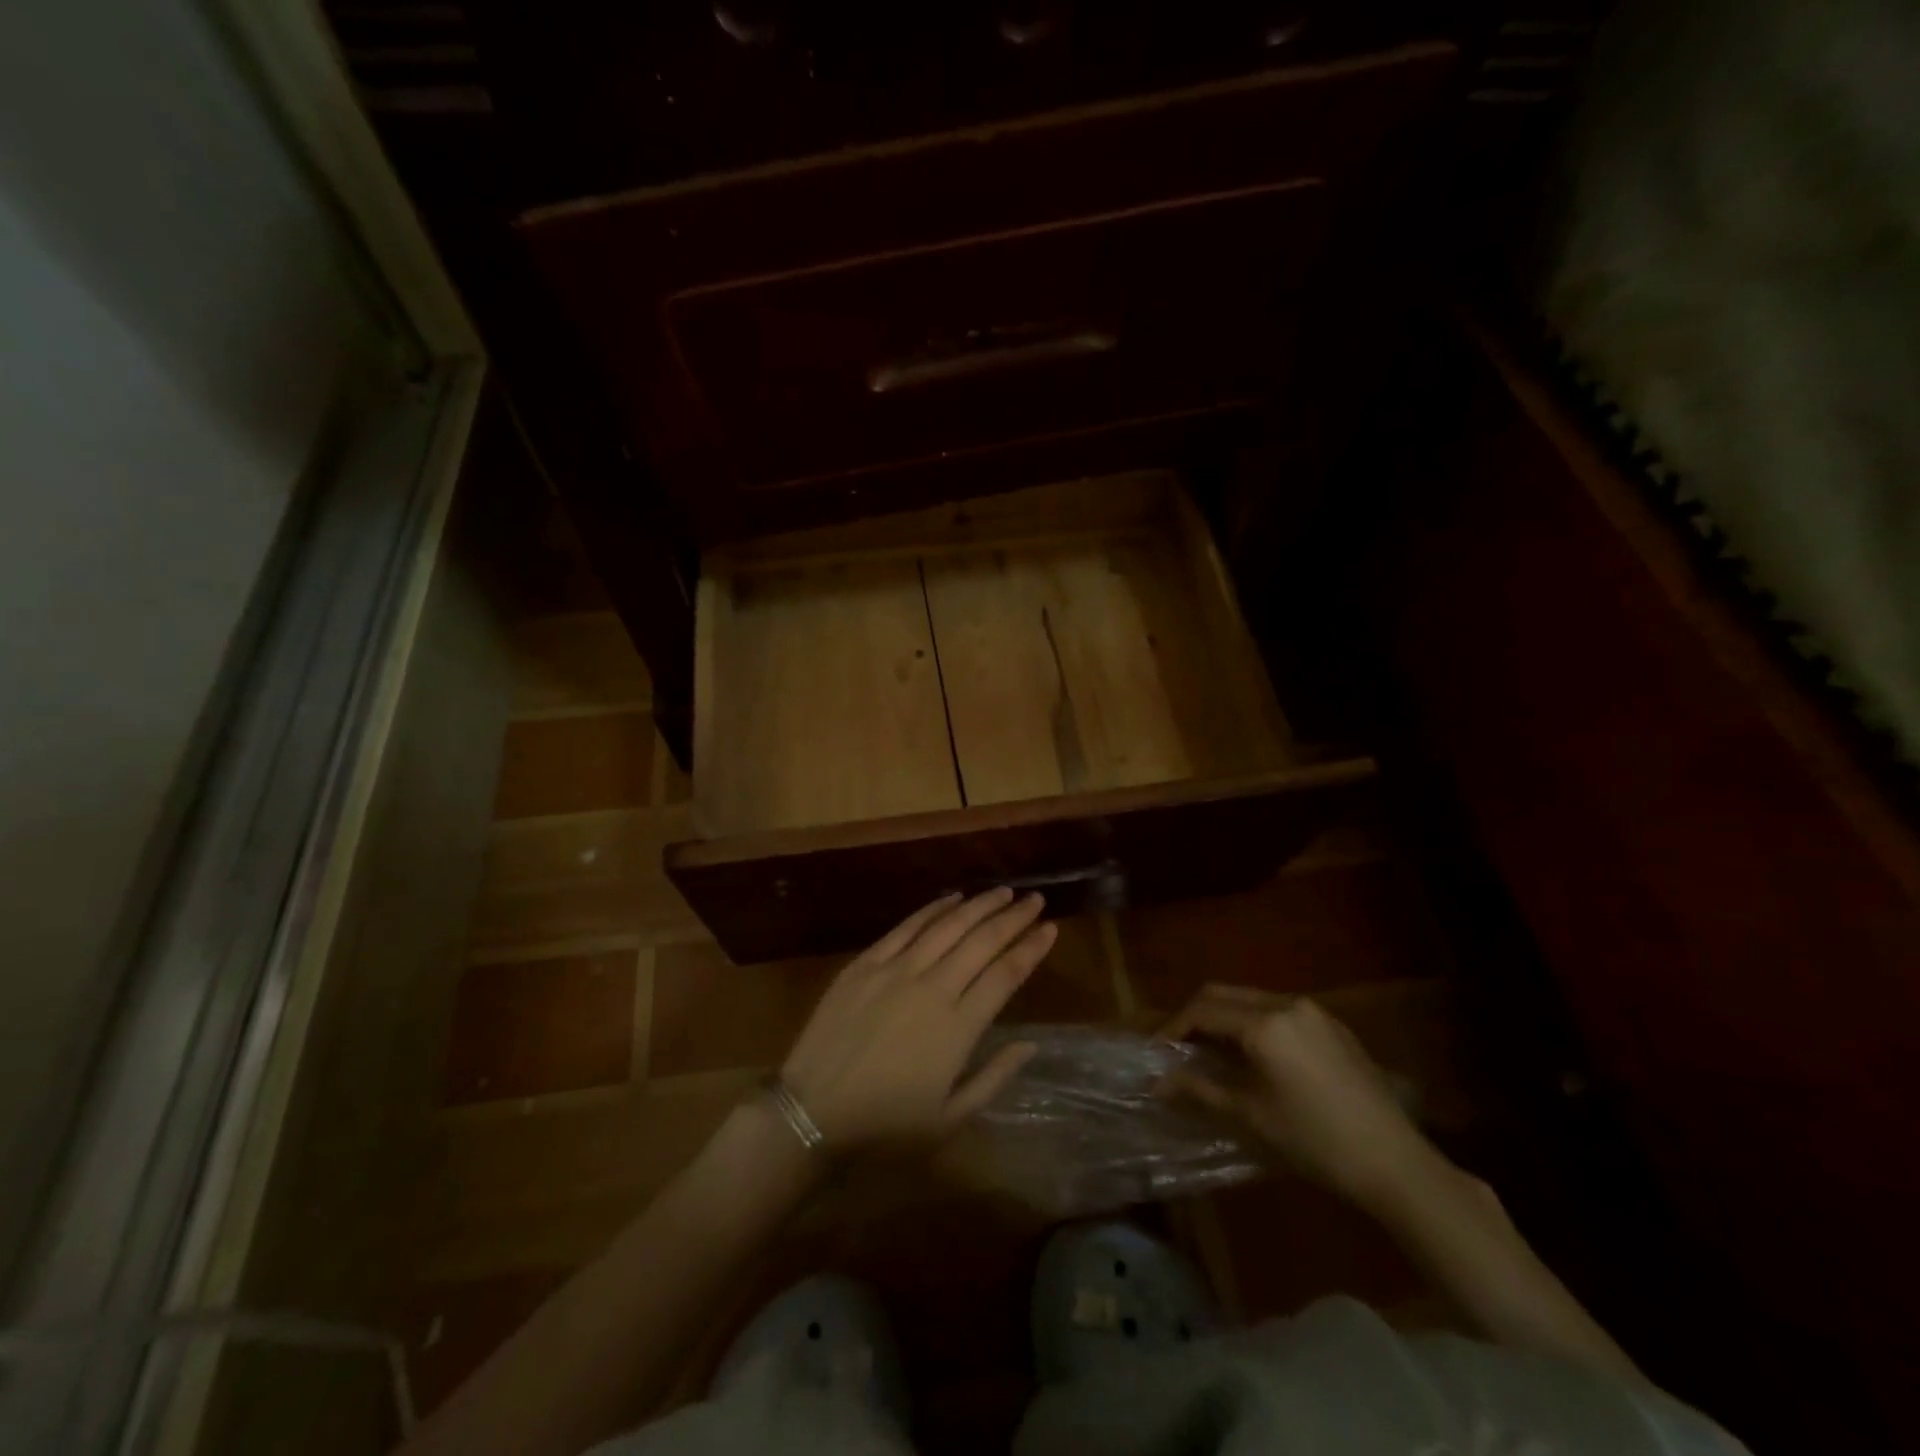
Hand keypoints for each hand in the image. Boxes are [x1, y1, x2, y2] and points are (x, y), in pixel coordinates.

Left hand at [780, 889, 1055, 1148]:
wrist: (813, 1113)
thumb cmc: (886, 1126)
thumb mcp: (951, 1118)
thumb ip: (994, 1077)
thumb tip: (1030, 1044)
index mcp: (959, 1027)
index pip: (1006, 974)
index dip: (1031, 948)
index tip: (1050, 928)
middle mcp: (933, 988)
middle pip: (982, 941)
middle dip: (1013, 917)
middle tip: (1034, 899)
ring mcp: (896, 970)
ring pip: (948, 926)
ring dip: (979, 906)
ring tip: (1003, 892)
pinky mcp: (866, 963)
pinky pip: (906, 927)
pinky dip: (933, 909)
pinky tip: (952, 898)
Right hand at [1160, 986, 1442, 1211]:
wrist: (1395, 1163)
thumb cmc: (1314, 1142)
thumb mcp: (1250, 1117)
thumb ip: (1199, 1090)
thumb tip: (1158, 1083)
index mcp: (1264, 1023)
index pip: (1202, 1011)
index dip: (1173, 1029)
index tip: (1157, 1053)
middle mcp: (1286, 1003)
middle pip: (1224, 994)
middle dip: (1195, 1016)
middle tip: (1179, 1048)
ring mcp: (1314, 1011)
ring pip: (1252, 999)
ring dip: (1225, 1018)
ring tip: (1213, 1053)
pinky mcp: (1333, 1026)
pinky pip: (1279, 1010)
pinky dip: (1255, 1023)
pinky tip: (1256, 1056)